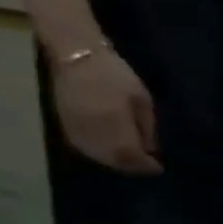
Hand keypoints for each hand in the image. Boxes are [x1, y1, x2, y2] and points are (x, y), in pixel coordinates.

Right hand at [50, 46, 160, 173]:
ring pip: (99, 157)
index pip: (131, 156)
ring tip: (132, 160)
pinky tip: (112, 153)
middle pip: (115, 160)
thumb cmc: (115, 74)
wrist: (75, 55)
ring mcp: (76, 129)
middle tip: (146, 166)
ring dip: (117, 163)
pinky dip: (101, 155)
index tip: (158, 168)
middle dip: (133, 166)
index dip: (146, 165)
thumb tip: (151, 150)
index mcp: (114, 124)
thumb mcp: (142, 100)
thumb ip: (147, 128)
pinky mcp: (64, 124)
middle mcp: (93, 132)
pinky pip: (85, 148)